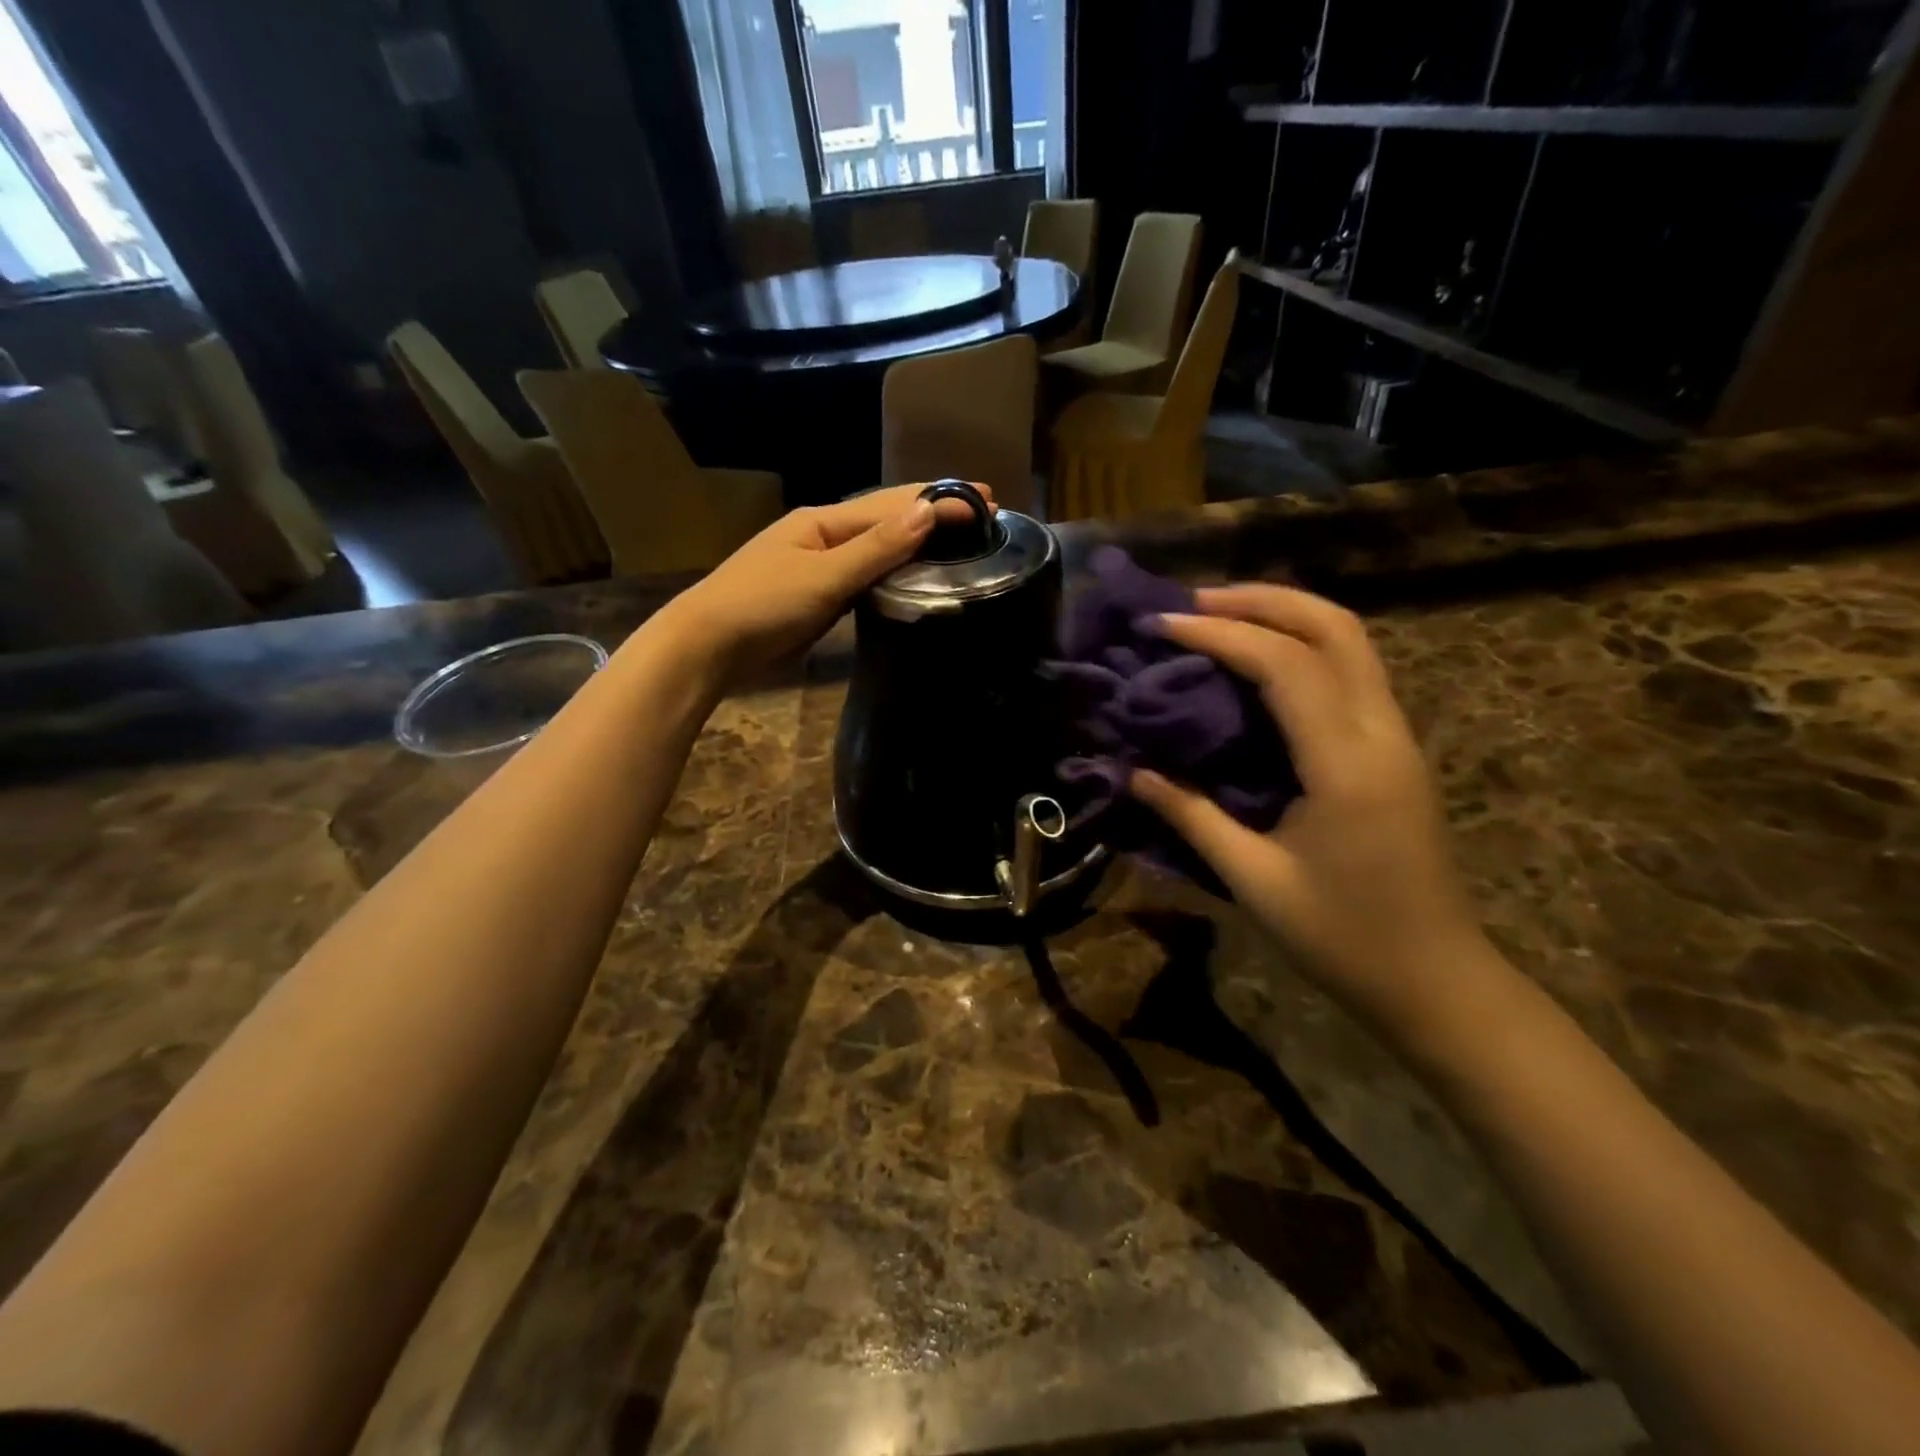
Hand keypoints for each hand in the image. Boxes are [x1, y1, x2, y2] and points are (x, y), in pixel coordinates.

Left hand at [646, 483, 994, 682]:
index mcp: (824, 521)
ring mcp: (818, 564)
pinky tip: (912, 573)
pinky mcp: (817, 594)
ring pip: (877, 545)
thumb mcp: (824, 575)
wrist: (707, 646)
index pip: (892, 505)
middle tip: (981, 508)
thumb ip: (876, 548)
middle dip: (932, 510)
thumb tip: (927, 512)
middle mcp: (824, 535)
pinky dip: (894, 568)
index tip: (985, 500)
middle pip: (886, 516)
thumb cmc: (763, 605)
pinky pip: (865, 573)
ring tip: (957, 537)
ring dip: (916, 538)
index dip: (939, 500)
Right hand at [1128, 584, 1492, 1035]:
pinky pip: (1350, 671)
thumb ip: (1191, 817)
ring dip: (1284, 615)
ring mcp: (1397, 737)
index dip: (1219, 634)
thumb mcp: (1254, 880)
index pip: (1284, 665)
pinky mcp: (1394, 750)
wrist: (1436, 982)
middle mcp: (1382, 733)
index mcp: (1347, 764)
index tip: (1161, 625)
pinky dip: (1301, 647)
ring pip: (1350, 641)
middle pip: (1334, 626)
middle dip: (1261, 600)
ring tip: (1218, 618)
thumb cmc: (1343, 939)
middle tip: (1192, 603)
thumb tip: (1136, 772)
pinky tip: (1257, 664)